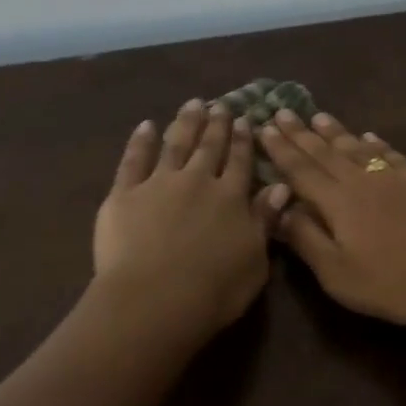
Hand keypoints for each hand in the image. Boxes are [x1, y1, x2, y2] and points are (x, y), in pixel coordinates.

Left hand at [93, 100, 289, 344]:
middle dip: (217, 125)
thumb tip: (281, 187)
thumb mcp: (256, 261)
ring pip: (175, 145)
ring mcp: (159, 184)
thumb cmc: (215, 290)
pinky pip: (133, 160)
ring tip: (192, 104)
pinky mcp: (124, 194)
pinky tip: (146, 126)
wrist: (155, 300)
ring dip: (185, 123)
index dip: (244, 141)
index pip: (240, 161)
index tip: (246, 120)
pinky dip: (140, 141)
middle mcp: (197, 181)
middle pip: (209, 147)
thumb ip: (265, 221)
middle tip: (221, 105)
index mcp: (231, 198)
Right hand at [259, 110, 405, 338]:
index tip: (264, 128)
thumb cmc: (390, 286)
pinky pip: (393, 155)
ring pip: (358, 147)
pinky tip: (370, 136)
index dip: (281, 149)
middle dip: (301, 133)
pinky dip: (377, 143)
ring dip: (336, 131)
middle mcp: (364, 180)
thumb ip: (305, 239)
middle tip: (282, 111)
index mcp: (338, 202)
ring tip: (318, 116)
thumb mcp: (336, 274)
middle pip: (326, 152)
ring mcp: (396, 178)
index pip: (301, 170)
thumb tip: (279, 209)